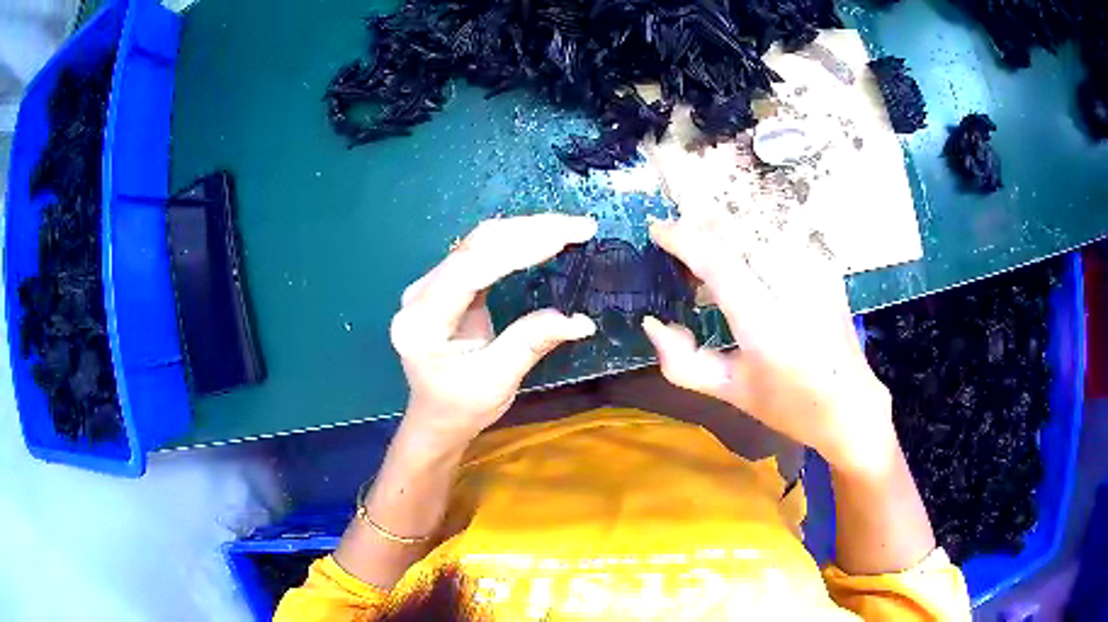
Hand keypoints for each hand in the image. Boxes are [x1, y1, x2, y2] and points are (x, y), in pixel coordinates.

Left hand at [389, 214, 597, 452]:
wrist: (436, 417)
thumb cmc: (461, 408)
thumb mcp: (497, 382)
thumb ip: (531, 343)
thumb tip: (581, 320)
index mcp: (422, 323)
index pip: (470, 269)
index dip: (519, 247)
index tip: (565, 235)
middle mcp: (418, 295)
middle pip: (475, 247)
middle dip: (529, 231)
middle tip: (579, 227)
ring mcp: (429, 286)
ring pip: (479, 243)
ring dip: (525, 231)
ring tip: (570, 228)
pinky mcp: (444, 284)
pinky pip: (481, 253)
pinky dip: (516, 243)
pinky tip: (544, 238)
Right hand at [641, 219, 895, 475]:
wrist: (852, 405)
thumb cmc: (789, 406)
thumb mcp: (732, 392)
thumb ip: (684, 363)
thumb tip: (653, 323)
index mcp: (767, 328)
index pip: (720, 262)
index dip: (683, 239)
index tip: (657, 230)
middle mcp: (795, 290)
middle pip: (740, 231)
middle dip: (702, 225)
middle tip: (681, 241)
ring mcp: (816, 274)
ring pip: (759, 227)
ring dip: (727, 229)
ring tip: (710, 251)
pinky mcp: (827, 268)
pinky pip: (780, 237)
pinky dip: (753, 239)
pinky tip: (746, 258)